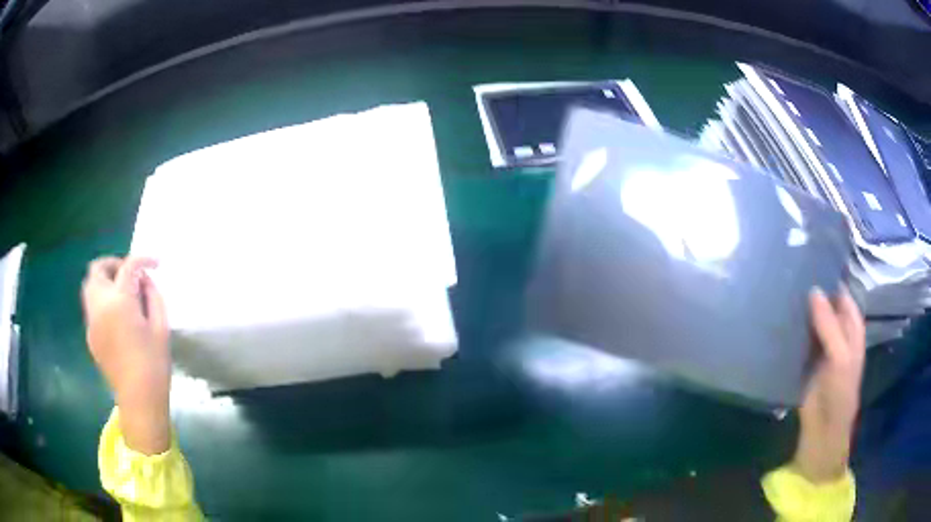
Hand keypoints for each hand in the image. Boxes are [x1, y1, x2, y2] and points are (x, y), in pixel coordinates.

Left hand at [82, 256, 170, 454]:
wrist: (139, 400)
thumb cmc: (154, 364)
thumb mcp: (161, 327)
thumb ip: (153, 296)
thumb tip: (144, 281)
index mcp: (119, 301)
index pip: (128, 266)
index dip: (143, 260)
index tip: (155, 264)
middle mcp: (100, 305)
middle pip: (98, 269)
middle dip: (114, 264)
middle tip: (129, 275)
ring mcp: (91, 321)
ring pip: (89, 286)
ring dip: (104, 281)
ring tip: (121, 293)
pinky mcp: (90, 335)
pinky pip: (91, 307)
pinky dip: (102, 301)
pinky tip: (116, 316)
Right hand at [793, 285, 864, 482]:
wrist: (822, 430)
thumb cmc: (839, 391)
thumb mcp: (840, 356)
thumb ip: (829, 324)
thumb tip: (813, 289)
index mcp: (851, 325)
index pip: (841, 293)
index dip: (830, 278)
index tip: (809, 259)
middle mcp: (836, 330)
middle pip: (825, 303)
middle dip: (812, 289)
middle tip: (791, 269)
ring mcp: (819, 344)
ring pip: (810, 318)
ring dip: (800, 307)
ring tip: (781, 286)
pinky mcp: (803, 358)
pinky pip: (798, 336)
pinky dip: (791, 326)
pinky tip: (777, 315)